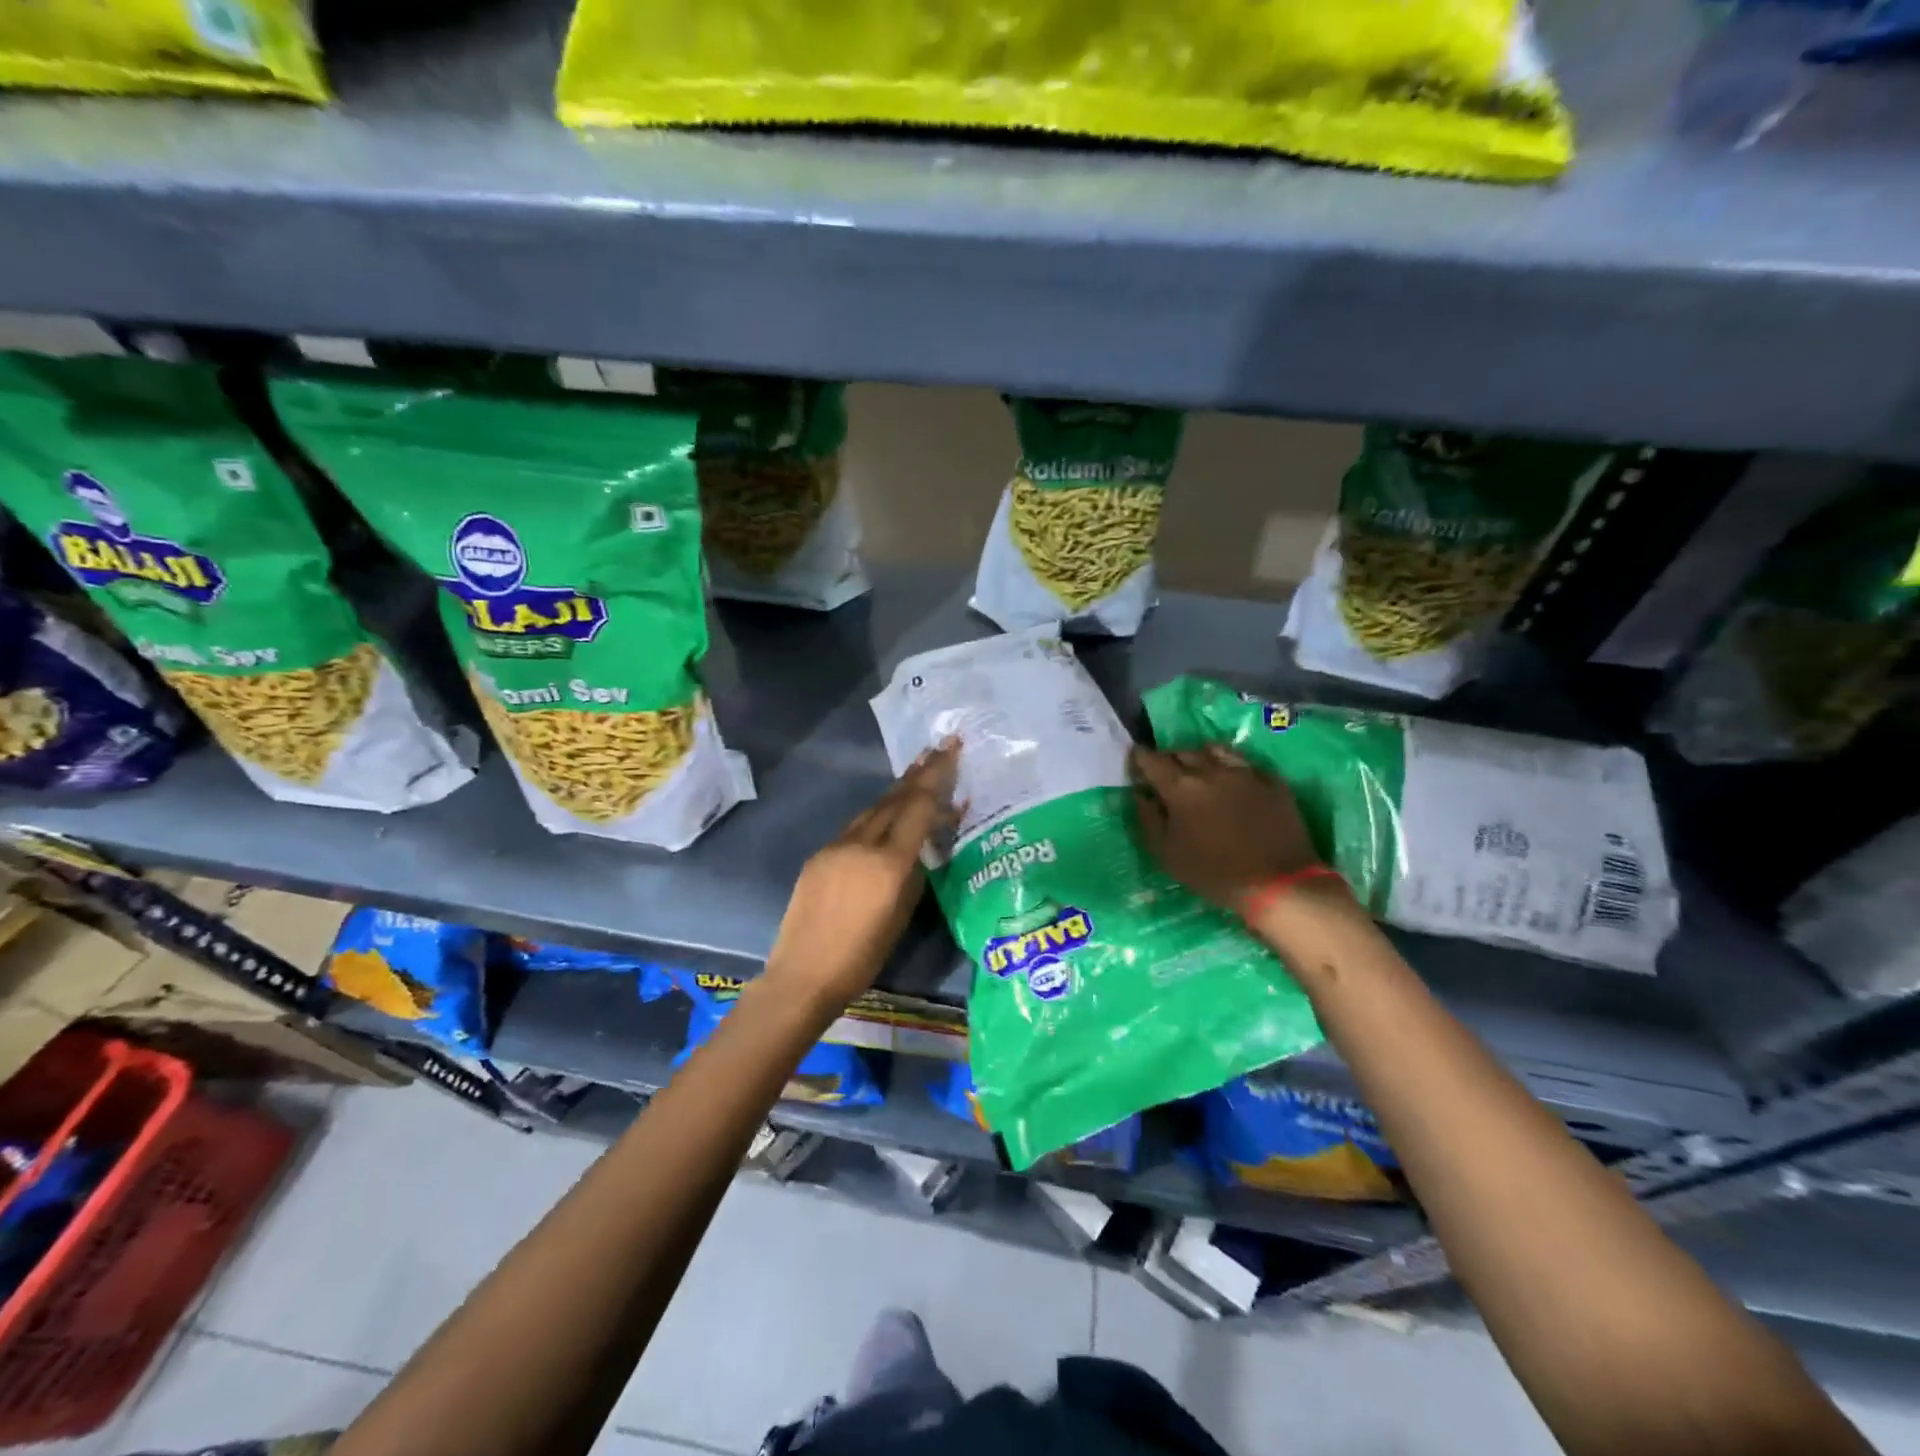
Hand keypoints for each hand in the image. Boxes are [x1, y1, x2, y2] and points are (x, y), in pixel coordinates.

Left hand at [763, 741, 960, 1009]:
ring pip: (873, 809)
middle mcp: (861, 844)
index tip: (951, 749)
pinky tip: (885, 814)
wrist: (803, 974)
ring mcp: (835, 846)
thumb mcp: (902, 915)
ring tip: (917, 771)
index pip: (918, 807)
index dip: (937, 776)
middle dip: (919, 773)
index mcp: (888, 862)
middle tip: (938, 747)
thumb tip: (923, 847)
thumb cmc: (862, 956)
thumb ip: (915, 873)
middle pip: (895, 799)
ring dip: (897, 791)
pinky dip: (876, 815)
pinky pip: (855, 827)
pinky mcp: (819, 855)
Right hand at [1128, 744, 1320, 914]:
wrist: (1279, 884)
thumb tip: (1141, 795)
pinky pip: (1245, 764)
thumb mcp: (1167, 855)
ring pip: (1215, 750)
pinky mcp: (1272, 782)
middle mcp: (1211, 771)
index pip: (1152, 760)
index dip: (1140, 758)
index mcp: (1181, 788)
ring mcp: (1245, 773)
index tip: (1136, 760)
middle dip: (1169, 758)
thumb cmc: (1214, 873)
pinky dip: (1232, 768)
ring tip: (1198, 770)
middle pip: (1182, 751)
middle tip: (1165, 772)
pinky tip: (1232, 781)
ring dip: (1200, 756)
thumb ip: (1148, 819)